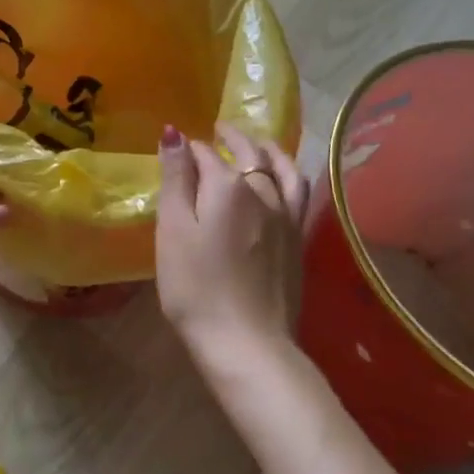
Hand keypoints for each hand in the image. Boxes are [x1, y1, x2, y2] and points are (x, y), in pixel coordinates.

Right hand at [155, 123, 308, 365]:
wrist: (247, 343)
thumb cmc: (196, 287)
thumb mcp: (173, 231)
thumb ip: (176, 179)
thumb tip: (175, 133)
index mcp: (227, 186)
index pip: (205, 154)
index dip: (190, 150)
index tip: (177, 152)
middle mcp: (262, 191)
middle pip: (248, 153)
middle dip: (231, 138)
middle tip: (218, 131)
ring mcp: (286, 216)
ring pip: (282, 168)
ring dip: (268, 149)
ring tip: (258, 143)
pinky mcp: (298, 240)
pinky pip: (299, 193)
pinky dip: (290, 174)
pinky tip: (285, 180)